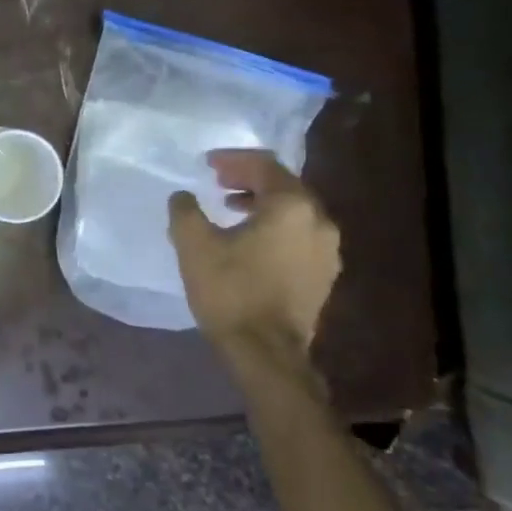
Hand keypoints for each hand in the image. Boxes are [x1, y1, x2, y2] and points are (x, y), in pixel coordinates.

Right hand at [167, 150, 340, 356]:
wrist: (265, 350)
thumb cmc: (229, 290)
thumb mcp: (193, 244)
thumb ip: (185, 211)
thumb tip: (183, 197)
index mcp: (291, 207)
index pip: (265, 167)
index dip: (234, 160)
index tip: (208, 163)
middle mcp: (319, 221)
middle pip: (285, 186)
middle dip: (249, 179)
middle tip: (218, 181)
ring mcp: (328, 250)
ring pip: (295, 211)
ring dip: (262, 203)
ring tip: (231, 208)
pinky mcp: (324, 274)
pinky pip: (300, 234)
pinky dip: (275, 226)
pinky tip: (250, 239)